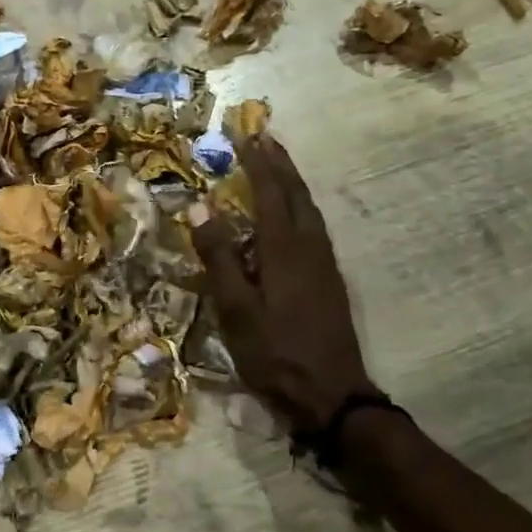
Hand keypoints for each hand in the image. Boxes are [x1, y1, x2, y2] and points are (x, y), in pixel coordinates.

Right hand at [191, 135, 381, 433]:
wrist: (333, 396)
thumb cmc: (276, 353)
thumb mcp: (236, 309)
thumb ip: (219, 256)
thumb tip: (199, 207)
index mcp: (285, 249)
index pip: (270, 192)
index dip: (257, 162)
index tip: (245, 135)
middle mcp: (310, 247)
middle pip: (297, 193)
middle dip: (280, 163)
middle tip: (264, 137)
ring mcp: (324, 263)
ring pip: (310, 209)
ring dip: (292, 181)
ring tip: (277, 164)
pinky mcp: (329, 280)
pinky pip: (314, 226)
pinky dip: (300, 205)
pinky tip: (292, 214)